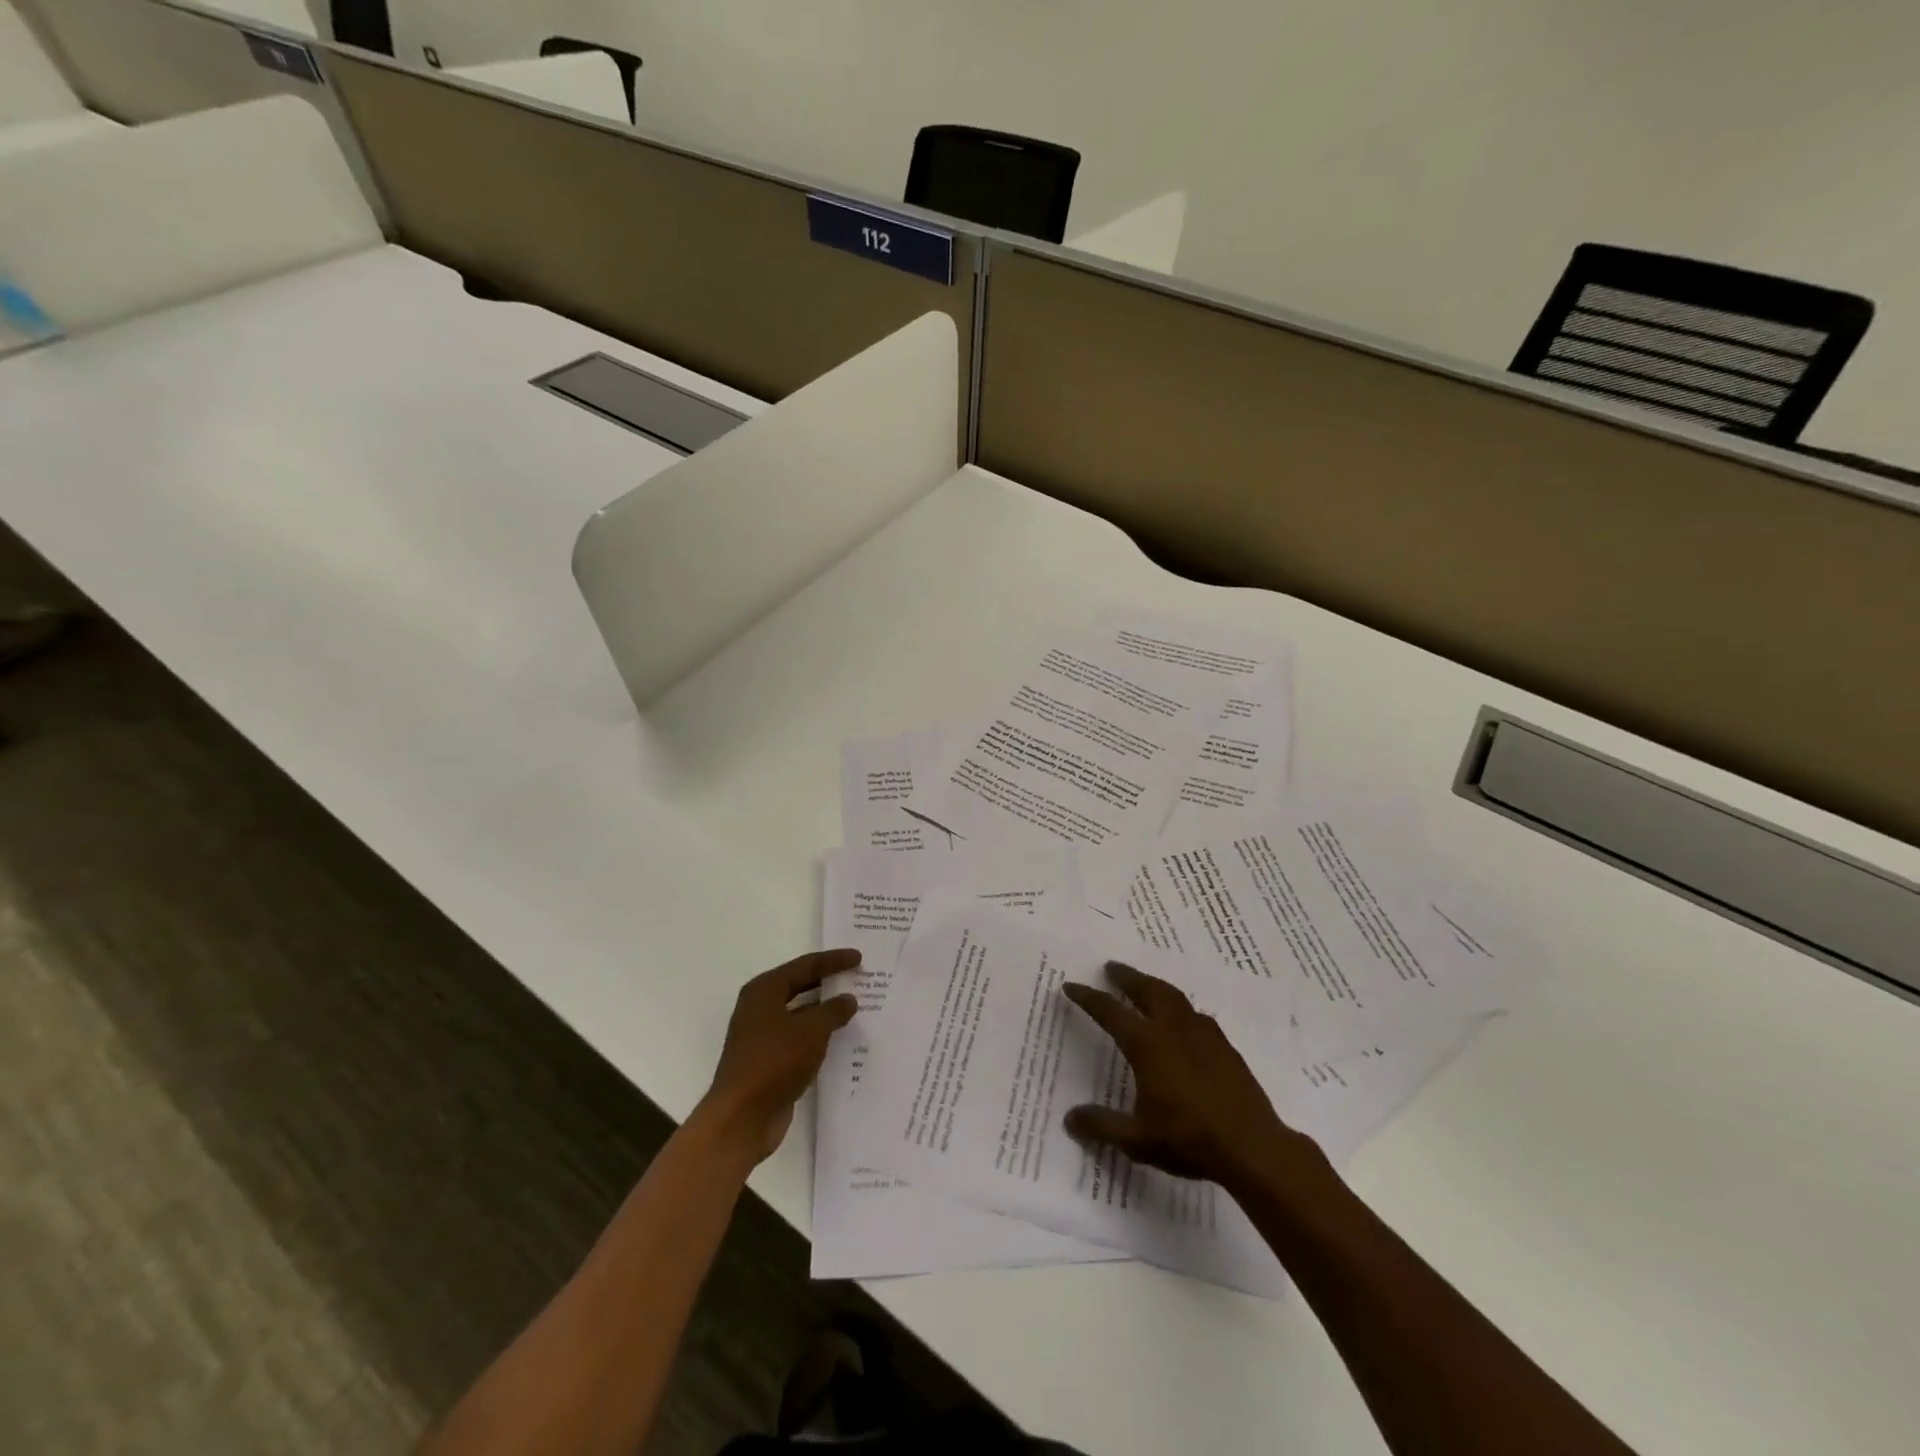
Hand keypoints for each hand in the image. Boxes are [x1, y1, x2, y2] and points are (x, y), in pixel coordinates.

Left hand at [696, 949, 859, 1163]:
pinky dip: (818, 1036)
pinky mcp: (768, 1062)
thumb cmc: (774, 1061)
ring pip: (800, 1015)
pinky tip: (840, 1040)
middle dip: (828, 983)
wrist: (742, 1118)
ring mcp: (762, 1036)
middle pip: (800, 987)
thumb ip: (833, 1010)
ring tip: (855, 1008)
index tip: (859, 957)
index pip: (805, 966)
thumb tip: (847, 999)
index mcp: (764, 991)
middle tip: (858, 977)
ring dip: (825, 1012)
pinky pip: (799, 1039)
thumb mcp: (811, 1030)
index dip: (833, 961)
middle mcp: (760, 1008)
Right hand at [1062, 961, 1324, 1190]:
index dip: (1088, 997)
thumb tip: (1069, 1119)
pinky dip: (1181, 1008)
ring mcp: (1204, 1036)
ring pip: (1175, 997)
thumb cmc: (1189, 1139)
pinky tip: (1184, 1020)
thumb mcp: (1137, 1139)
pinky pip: (1197, 1016)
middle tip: (1112, 967)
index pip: (1110, 1012)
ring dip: (1155, 986)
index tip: (1071, 986)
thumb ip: (1102, 1126)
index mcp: (1148, 1045)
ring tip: (1145, 985)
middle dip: (1127, 977)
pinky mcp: (1225, 1048)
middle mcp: (1174, 1030)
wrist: (1252, 1147)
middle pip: (1147, 990)